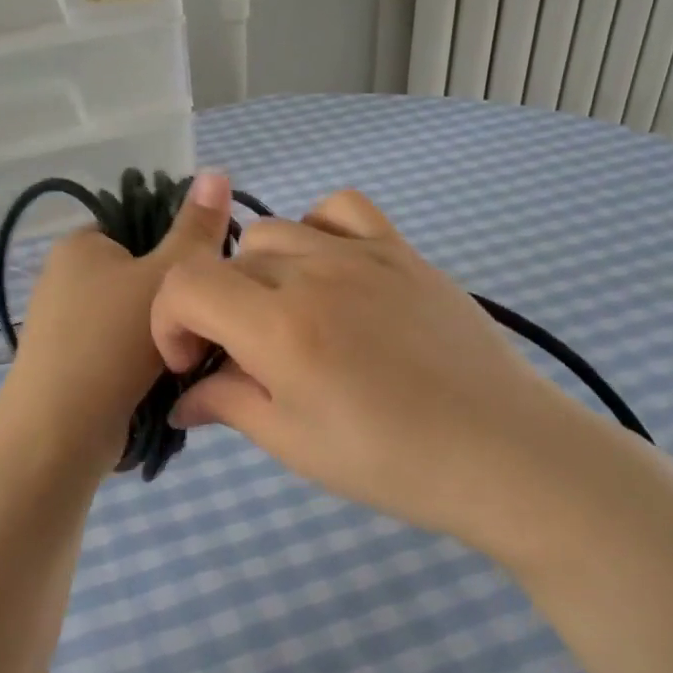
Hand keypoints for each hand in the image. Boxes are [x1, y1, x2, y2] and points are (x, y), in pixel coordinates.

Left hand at [0, 171, 232, 472]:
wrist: (59, 431)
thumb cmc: (113, 342)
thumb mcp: (167, 277)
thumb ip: (196, 230)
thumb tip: (217, 170)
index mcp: (81, 243)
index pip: (143, 226)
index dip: (181, 247)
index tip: (210, 279)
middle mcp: (64, 277)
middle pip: (140, 274)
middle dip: (176, 299)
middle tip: (206, 324)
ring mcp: (62, 324)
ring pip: (133, 317)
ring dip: (163, 333)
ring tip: (189, 357)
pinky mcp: (67, 364)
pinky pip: (117, 349)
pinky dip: (142, 361)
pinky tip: (164, 381)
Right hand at [152, 189, 633, 557]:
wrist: (502, 452)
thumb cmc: (391, 462)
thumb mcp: (294, 443)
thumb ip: (228, 404)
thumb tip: (183, 398)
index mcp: (279, 325)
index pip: (185, 284)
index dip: (169, 322)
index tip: (192, 363)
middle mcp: (313, 272)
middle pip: (227, 263)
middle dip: (214, 310)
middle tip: (242, 360)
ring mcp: (362, 253)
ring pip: (274, 233)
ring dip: (258, 274)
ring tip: (286, 319)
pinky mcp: (402, 251)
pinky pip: (339, 210)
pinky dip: (316, 231)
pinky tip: (329, 273)